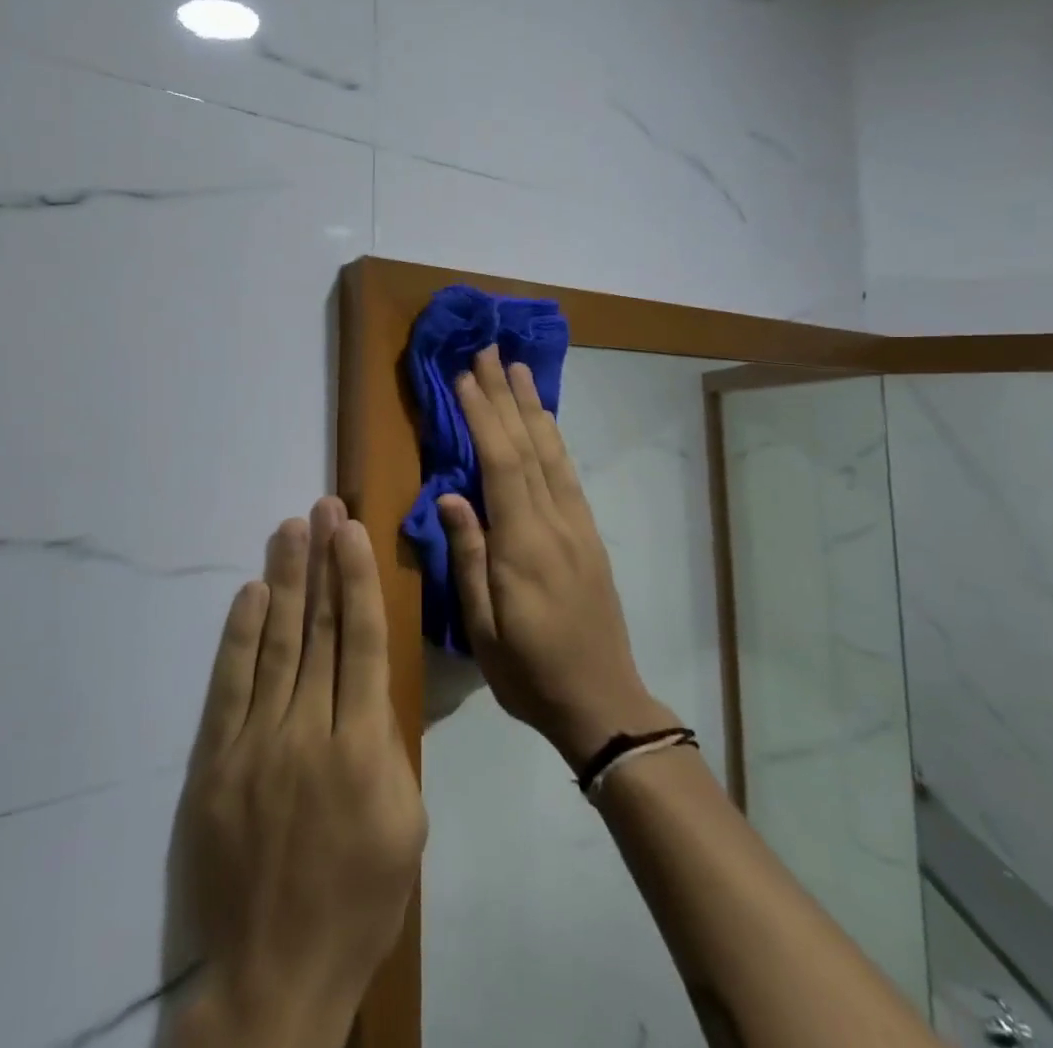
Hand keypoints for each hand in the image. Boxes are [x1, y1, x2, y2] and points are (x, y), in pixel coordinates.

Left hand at [173, 498, 426, 1047]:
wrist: (273, 974)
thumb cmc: (358, 901)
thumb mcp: (406, 826)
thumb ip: (388, 747)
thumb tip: (367, 683)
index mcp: (364, 748)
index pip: (359, 642)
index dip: (357, 580)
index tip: (352, 533)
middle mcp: (309, 731)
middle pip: (318, 629)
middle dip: (322, 562)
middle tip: (322, 508)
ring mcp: (257, 743)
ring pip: (276, 643)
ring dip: (285, 581)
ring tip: (290, 529)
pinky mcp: (216, 761)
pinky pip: (230, 684)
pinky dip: (240, 634)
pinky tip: (251, 593)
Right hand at [439, 347, 677, 768]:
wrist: (603, 702)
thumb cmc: (530, 671)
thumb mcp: (483, 627)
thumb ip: (469, 555)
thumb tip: (449, 494)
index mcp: (525, 544)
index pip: (501, 463)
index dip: (483, 415)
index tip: (464, 377)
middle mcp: (556, 522)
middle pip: (529, 444)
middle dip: (507, 394)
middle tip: (490, 351)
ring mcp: (578, 525)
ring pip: (553, 452)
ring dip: (533, 406)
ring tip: (519, 369)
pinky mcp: (589, 534)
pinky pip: (567, 472)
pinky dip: (552, 438)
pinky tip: (543, 422)